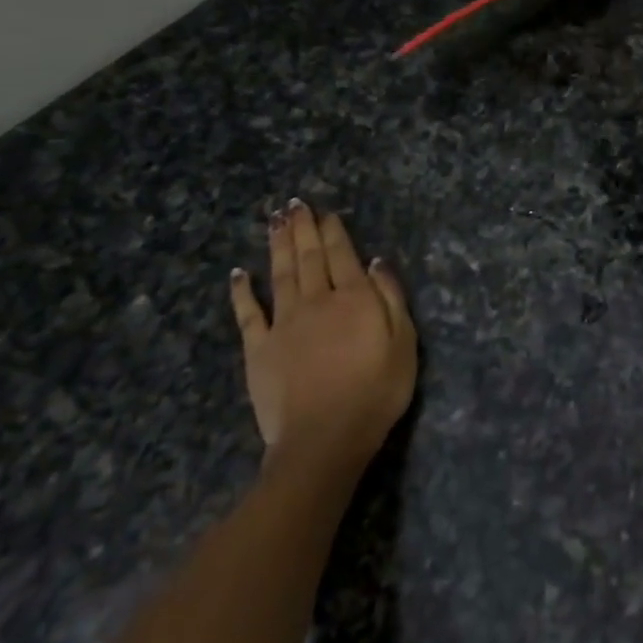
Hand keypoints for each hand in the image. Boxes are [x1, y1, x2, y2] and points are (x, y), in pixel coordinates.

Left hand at [228, 201, 416, 467]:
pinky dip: (243, 290)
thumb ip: (391, 298)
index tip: (326, 212)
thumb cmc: (376, 392)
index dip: (334, 232)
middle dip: (303, 228)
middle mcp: (317, 301)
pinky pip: (248, 313)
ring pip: (280, 274)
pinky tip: (239, 272)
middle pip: (309, 257)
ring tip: (274, 221)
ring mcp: (284, 323)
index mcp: (354, 298)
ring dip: (278, 245)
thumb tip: (377, 261)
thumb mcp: (403, 343)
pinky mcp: (259, 348)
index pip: (343, 255)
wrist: (324, 438)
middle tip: (294, 204)